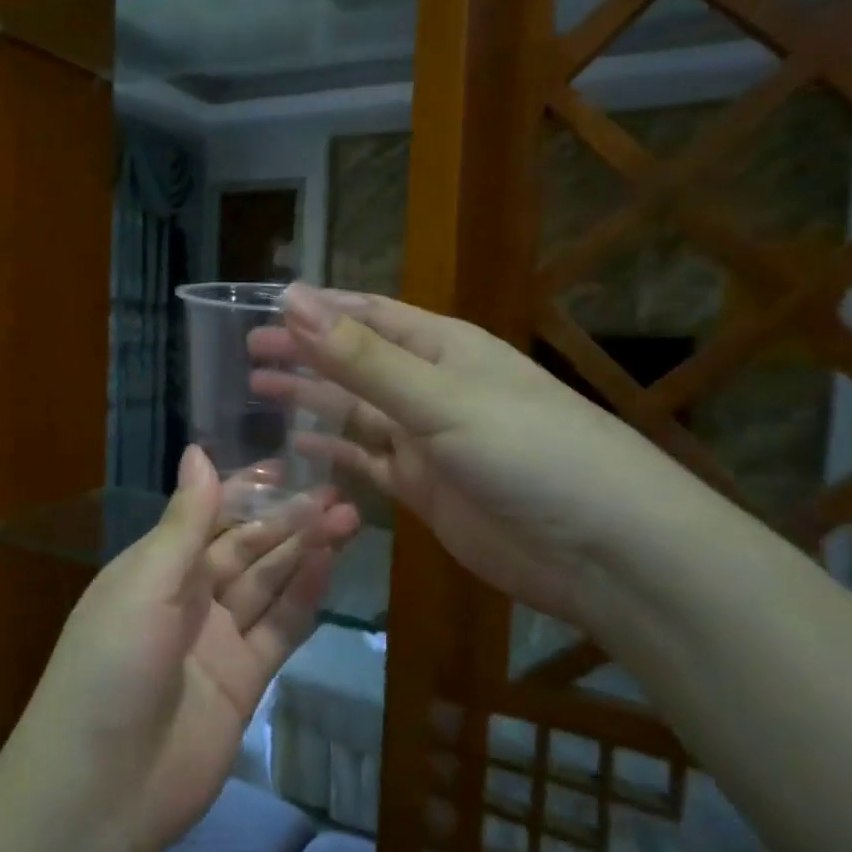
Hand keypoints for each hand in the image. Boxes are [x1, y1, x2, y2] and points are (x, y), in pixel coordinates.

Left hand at [11, 447, 359, 851]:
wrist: (101, 787)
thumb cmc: (112, 666)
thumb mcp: (145, 584)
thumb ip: (184, 523)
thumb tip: (198, 452)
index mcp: (154, 568)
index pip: (207, 517)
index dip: (245, 491)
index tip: (287, 466)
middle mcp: (186, 598)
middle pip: (245, 549)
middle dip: (286, 520)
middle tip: (335, 492)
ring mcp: (217, 641)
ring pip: (268, 584)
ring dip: (303, 552)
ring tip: (346, 517)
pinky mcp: (243, 682)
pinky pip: (279, 629)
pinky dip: (304, 597)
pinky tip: (329, 564)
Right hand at [251, 284, 689, 627]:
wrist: (604, 550)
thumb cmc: (529, 453)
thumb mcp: (440, 399)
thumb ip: (362, 357)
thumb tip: (293, 300)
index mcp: (443, 348)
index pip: (368, 314)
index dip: (318, 309)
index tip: (264, 307)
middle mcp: (431, 387)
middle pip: (354, 362)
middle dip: (304, 353)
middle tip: (247, 351)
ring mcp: (426, 440)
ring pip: (354, 411)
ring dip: (310, 398)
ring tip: (257, 389)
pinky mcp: (423, 488)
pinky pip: (365, 461)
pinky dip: (332, 451)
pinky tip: (298, 444)